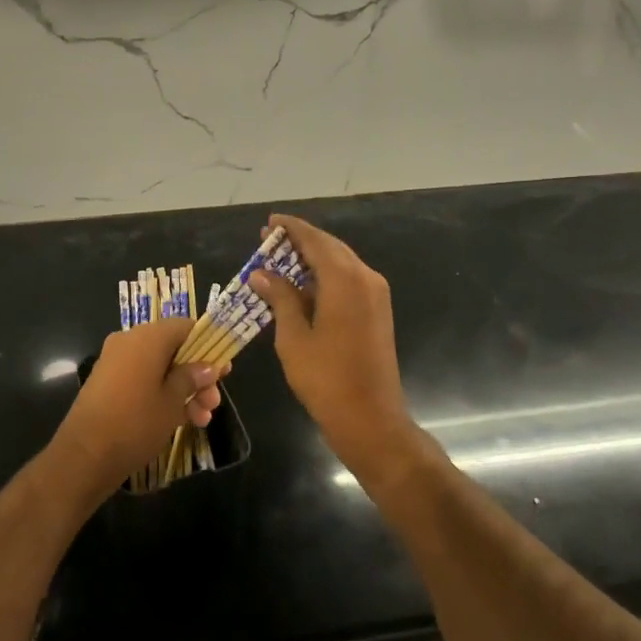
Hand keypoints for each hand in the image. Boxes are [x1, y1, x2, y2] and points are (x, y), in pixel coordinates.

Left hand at [52, 318, 221, 498]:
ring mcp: (116, 362)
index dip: (207, 345)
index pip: (185, 326)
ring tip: (202, 420)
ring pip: (160, 368)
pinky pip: (143, 379)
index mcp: (147, 337)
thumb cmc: (135, 423)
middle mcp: (130, 342)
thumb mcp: (172, 401)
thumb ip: (192, 378)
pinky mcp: (108, 383)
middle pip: (173, 349)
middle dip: (197, 375)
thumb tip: (208, 366)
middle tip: (214, 402)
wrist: (84, 456)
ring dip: (183, 389)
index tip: (223, 369)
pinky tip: (182, 421)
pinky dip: (162, 394)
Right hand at [248, 215, 421, 484]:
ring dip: (312, 259)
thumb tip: (262, 274)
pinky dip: (325, 276)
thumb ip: (280, 298)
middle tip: (269, 241)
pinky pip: (349, 281)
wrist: (370, 418)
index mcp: (345, 280)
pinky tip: (302, 286)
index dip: (291, 229)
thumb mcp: (294, 337)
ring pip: (341, 263)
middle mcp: (365, 279)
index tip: (270, 222)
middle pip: (330, 248)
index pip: (315, 241)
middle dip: (300, 242)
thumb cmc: (326, 379)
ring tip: (280, 261)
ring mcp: (375, 295)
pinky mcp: (377, 311)